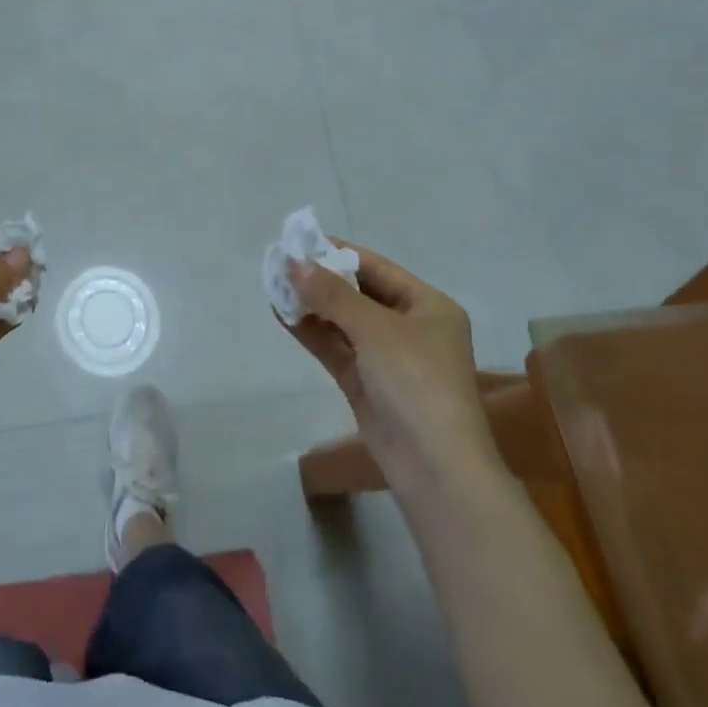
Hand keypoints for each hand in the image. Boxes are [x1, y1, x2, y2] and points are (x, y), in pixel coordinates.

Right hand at [283, 243, 490, 475]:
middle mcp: (410, 327)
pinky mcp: (366, 384)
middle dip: (321, 279)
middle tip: (280, 262)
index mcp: (428, 306)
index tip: (300, 240)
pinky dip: (311, 331)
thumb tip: (294, 262)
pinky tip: (282, 314)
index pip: (377, 268)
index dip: (339, 253)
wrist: (434, 466)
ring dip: (312, 305)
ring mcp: (387, 358)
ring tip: (273, 284)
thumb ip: (332, 294)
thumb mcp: (375, 328)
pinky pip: (335, 348)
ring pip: (343, 322)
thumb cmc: (416, 382)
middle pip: (359, 293)